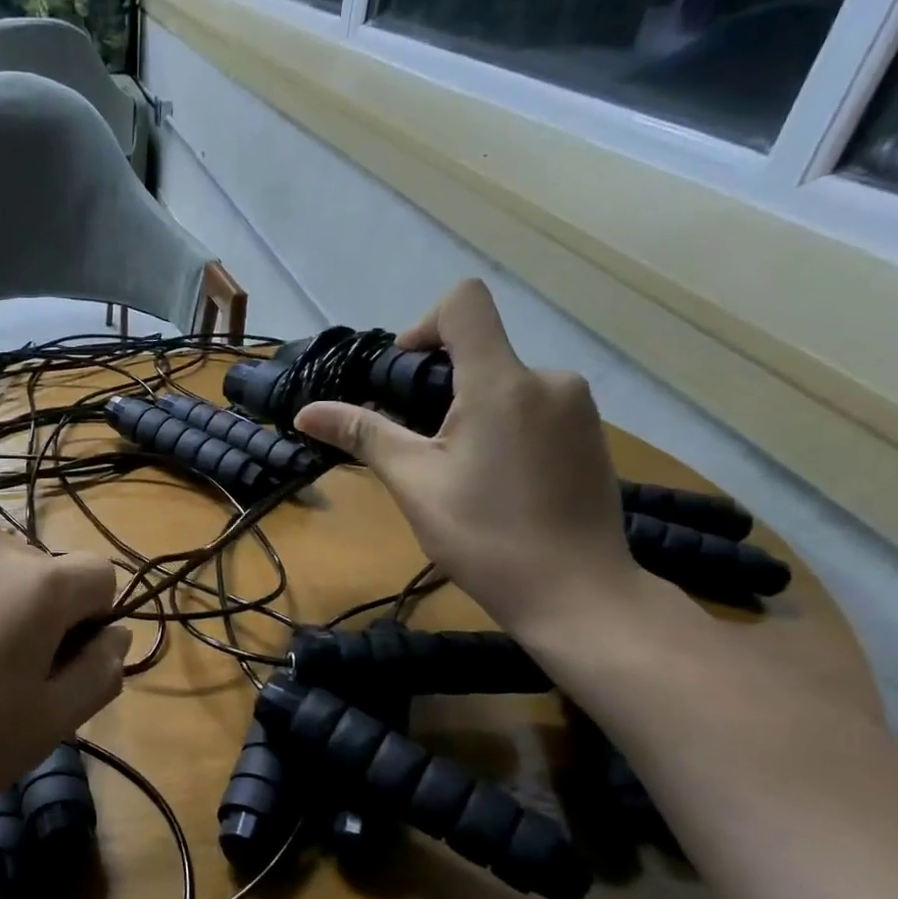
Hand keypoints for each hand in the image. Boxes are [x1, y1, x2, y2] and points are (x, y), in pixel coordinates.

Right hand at [295, 279, 636, 635]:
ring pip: (505, 383)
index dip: (423, 326)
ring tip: (457, 472)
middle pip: (479, 350)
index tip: (403, 380)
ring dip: (470, 411)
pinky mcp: (592, 434)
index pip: (464, 303)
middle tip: (418, 447)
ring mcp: (578, 407)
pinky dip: (503, 427)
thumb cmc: (486, 537)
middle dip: (438, 387)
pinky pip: (533, 408)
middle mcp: (549, 379)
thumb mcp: (414, 484)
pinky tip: (497, 482)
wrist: (578, 594)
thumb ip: (363, 435)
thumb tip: (305, 412)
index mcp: (502, 383)